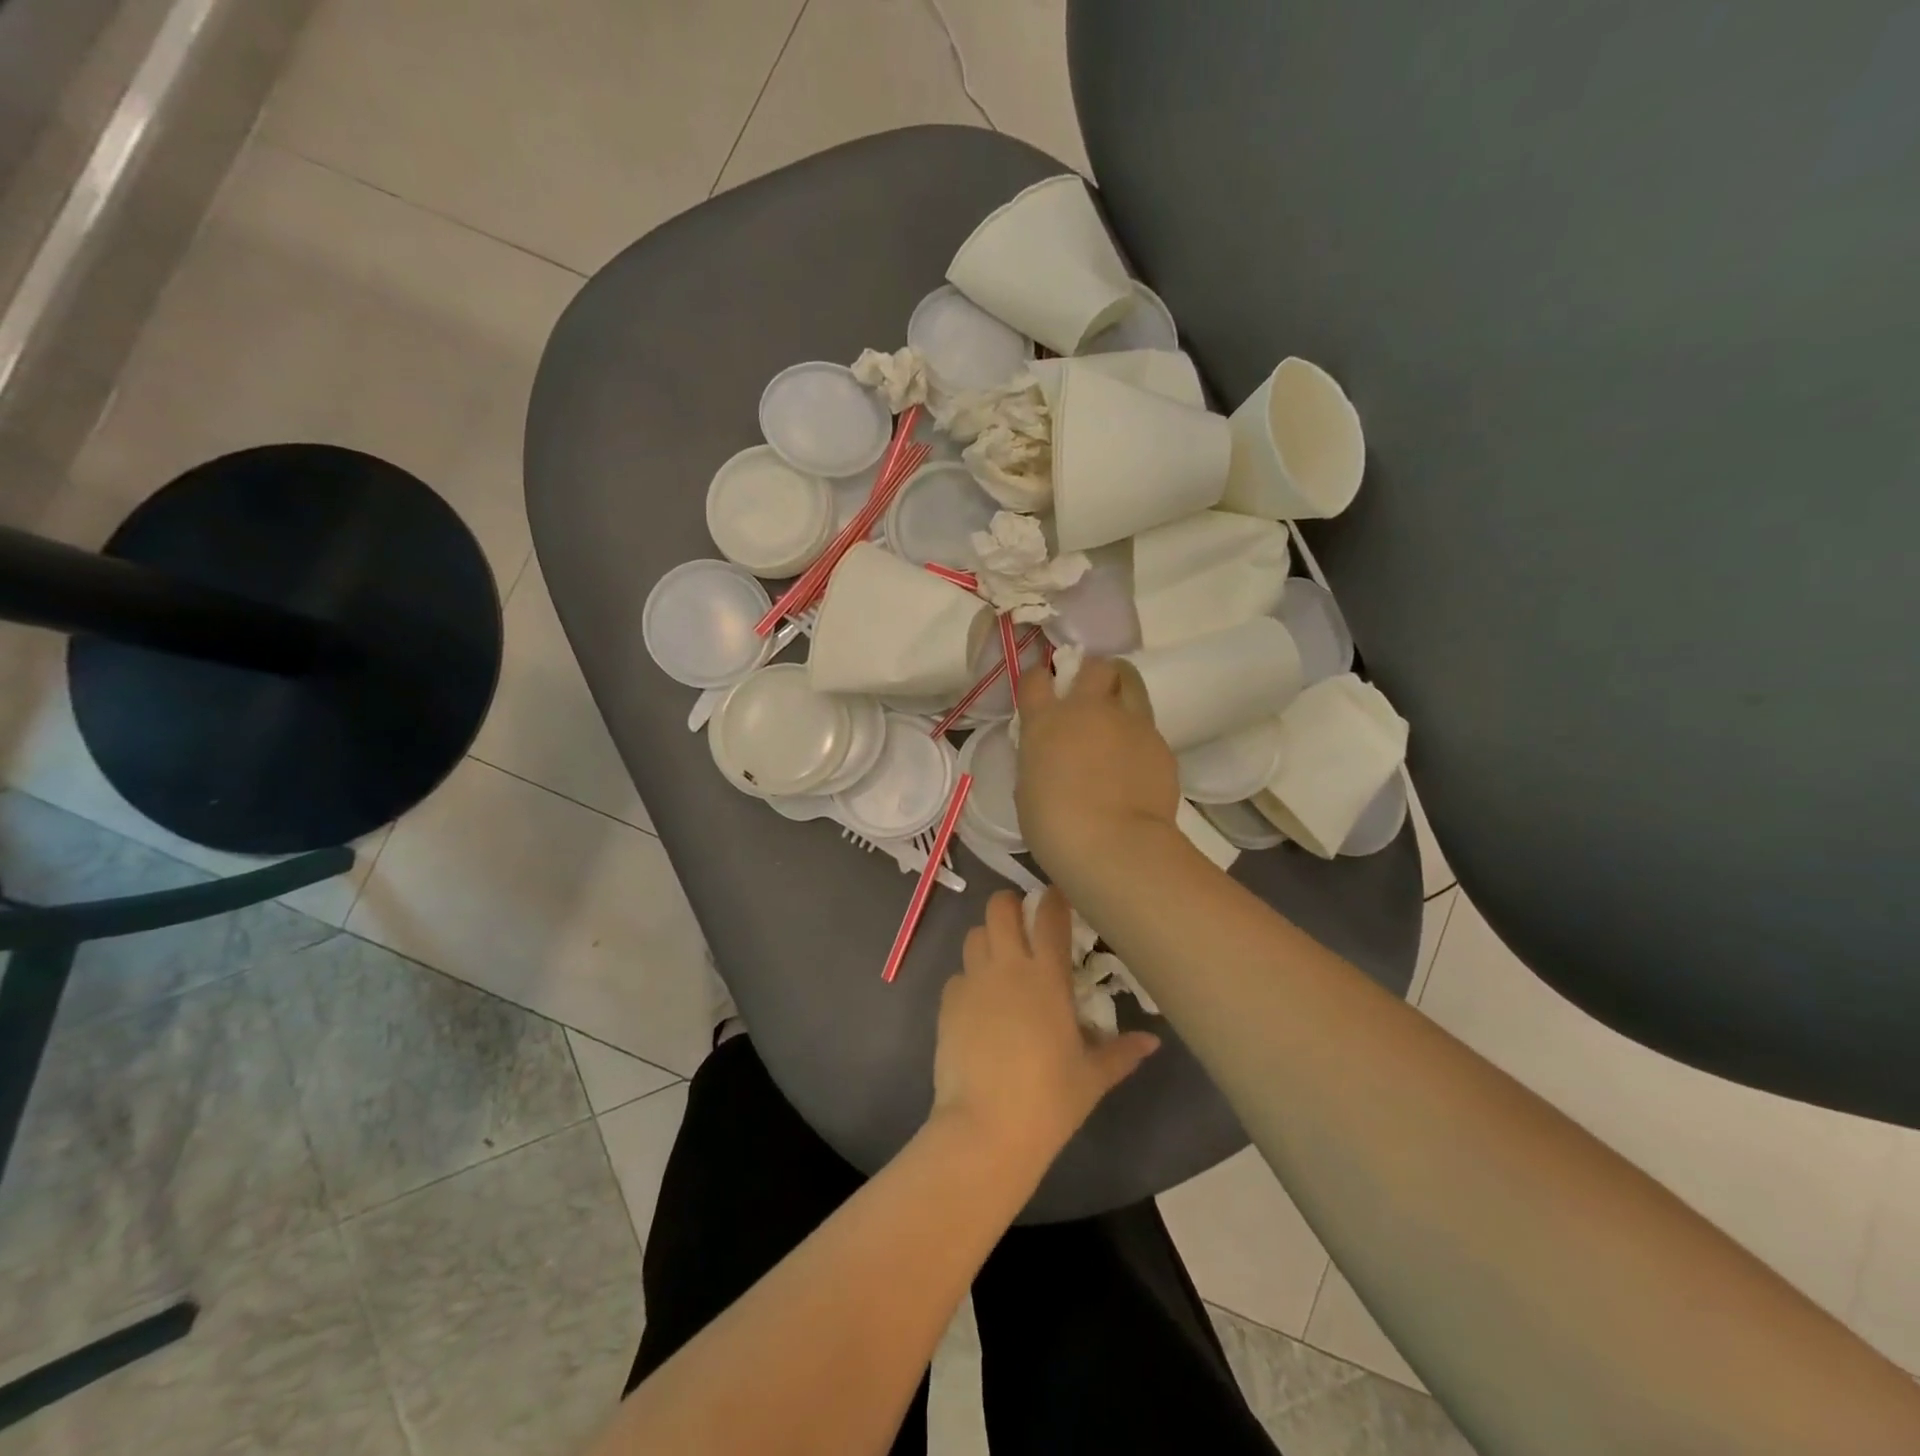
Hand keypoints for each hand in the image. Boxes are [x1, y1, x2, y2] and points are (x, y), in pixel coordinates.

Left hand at [931, 889, 1159, 1166]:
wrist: (985, 1128)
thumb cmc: (1048, 1100)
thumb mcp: (1092, 1077)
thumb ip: (1121, 1052)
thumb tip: (1152, 1042)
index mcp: (1047, 977)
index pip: (1050, 917)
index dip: (1054, 898)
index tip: (1059, 894)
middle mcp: (1007, 967)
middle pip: (1000, 908)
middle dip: (1010, 904)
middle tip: (1022, 919)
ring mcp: (973, 983)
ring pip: (974, 934)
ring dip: (987, 937)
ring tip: (1000, 959)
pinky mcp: (947, 1004)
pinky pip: (957, 975)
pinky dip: (969, 979)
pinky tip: (979, 1004)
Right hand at [1015, 657, 1181, 874]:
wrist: (1113, 845)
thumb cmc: (1054, 825)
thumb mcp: (1029, 787)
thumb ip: (1040, 759)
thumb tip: (1053, 755)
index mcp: (1046, 721)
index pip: (1036, 679)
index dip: (1039, 680)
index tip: (1043, 691)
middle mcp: (1089, 709)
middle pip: (1096, 666)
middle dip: (1094, 674)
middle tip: (1091, 696)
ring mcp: (1129, 723)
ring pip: (1131, 684)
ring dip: (1122, 694)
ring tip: (1118, 723)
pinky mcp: (1160, 743)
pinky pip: (1148, 729)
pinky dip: (1139, 739)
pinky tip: (1136, 767)